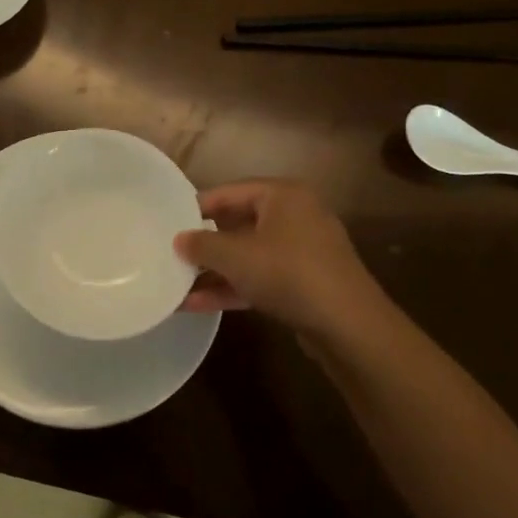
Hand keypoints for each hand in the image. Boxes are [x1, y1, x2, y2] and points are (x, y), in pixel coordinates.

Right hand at [174, 180, 392, 341]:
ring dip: (216, 270)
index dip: (197, 206)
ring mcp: (303, 251)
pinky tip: (198, 303)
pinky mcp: (305, 283)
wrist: (349, 325)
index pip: (230, 191)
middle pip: (239, 223)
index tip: (169, 222)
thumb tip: (179, 239)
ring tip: (178, 283)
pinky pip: (262, 277)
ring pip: (249, 254)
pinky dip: (234, 287)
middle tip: (173, 252)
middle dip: (206, 243)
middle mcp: (295, 216)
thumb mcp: (236, 256)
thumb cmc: (288, 273)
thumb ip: (202, 244)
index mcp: (283, 195)